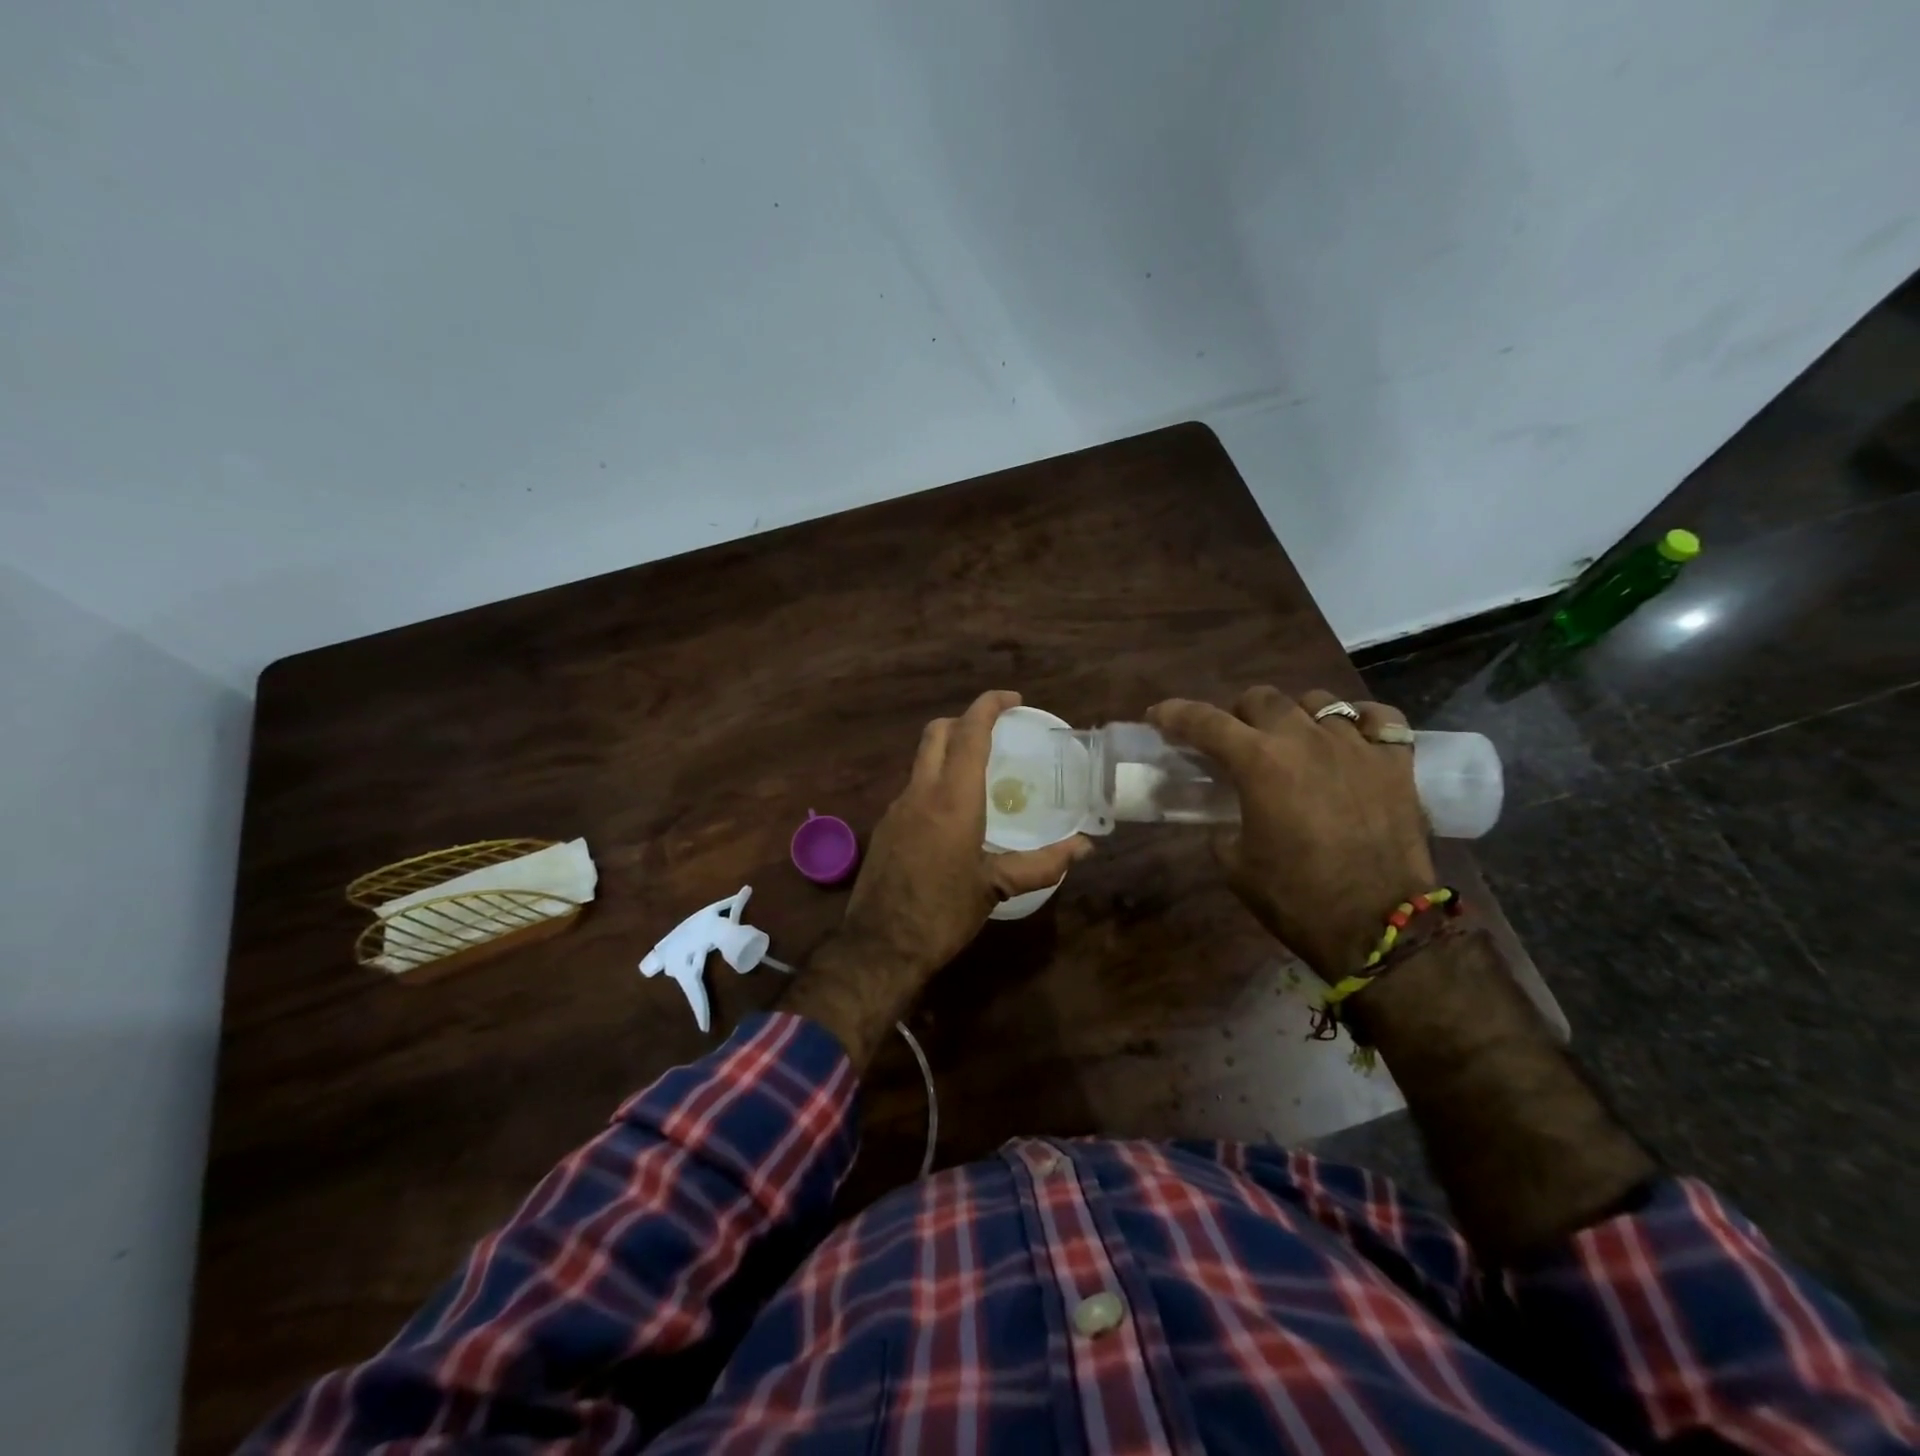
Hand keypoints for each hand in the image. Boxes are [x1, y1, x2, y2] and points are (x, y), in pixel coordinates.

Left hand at [841, 689, 1090, 981]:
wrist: (880, 947)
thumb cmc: (943, 914)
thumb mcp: (996, 887)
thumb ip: (1043, 863)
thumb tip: (1084, 847)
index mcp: (952, 798)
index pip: (969, 732)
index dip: (989, 706)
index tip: (1012, 699)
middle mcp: (921, 792)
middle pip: (936, 733)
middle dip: (965, 720)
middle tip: (995, 732)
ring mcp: (897, 808)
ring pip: (922, 760)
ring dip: (948, 752)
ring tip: (980, 774)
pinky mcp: (886, 827)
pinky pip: (914, 788)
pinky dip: (935, 782)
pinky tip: (953, 814)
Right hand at [1148, 687, 1433, 979]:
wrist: (1378, 927)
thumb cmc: (1296, 898)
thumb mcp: (1235, 865)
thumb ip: (1222, 827)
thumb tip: (1225, 818)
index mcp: (1259, 763)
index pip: (1205, 721)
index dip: (1175, 714)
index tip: (1158, 716)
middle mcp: (1305, 740)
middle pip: (1262, 698)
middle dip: (1238, 714)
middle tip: (1235, 740)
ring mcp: (1356, 747)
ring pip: (1318, 702)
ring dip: (1295, 716)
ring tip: (1295, 740)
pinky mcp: (1397, 763)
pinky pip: (1380, 718)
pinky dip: (1360, 721)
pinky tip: (1351, 738)